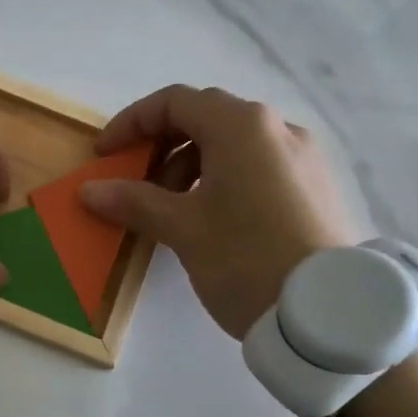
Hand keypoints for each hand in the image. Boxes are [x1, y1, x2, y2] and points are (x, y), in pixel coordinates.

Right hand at [81, 85, 357, 337]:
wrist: (327, 314)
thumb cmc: (245, 259)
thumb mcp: (182, 229)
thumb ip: (134, 201)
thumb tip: (90, 190)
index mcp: (242, 125)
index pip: (173, 102)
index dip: (131, 123)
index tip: (105, 156)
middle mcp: (277, 127)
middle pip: (206, 118)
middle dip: (162, 147)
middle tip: (138, 186)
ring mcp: (304, 156)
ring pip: (235, 144)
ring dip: (193, 166)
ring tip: (174, 211)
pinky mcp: (317, 186)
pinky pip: (260, 165)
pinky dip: (225, 179)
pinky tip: (215, 219)